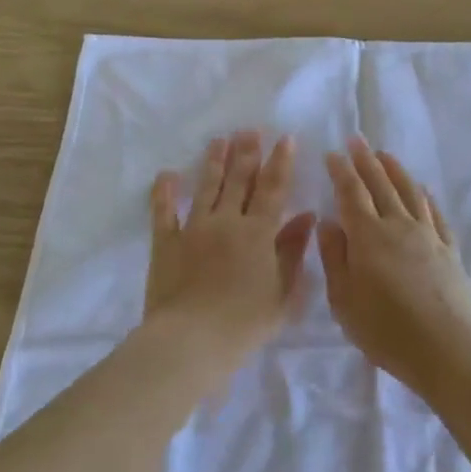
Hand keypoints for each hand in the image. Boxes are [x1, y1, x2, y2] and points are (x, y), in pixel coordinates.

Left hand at [146, 131, 315, 373]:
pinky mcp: (165, 243)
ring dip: (214, 162)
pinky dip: (164, 192)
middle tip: (250, 130)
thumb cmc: (244, 324)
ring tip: (220, 140)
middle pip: (239, 180)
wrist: (191, 341)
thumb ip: (294, 251)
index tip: (285, 139)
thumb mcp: (283, 293)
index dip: (281, 162)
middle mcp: (226, 221)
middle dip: (247, 153)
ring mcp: (193, 229)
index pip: (273, 189)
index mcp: (258, 233)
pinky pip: (163, 212)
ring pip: (206, 187)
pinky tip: (167, 174)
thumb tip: (307, 216)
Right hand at [319, 137, 470, 396]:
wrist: (446, 348)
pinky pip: (435, 213)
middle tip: (357, 140)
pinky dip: (425, 197)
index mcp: (367, 236)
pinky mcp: (449, 249)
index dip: (341, 171)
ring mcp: (427, 235)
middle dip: (366, 161)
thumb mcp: (344, 300)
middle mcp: (398, 225)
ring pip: (409, 192)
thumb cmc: (385, 329)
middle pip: (380, 184)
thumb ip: (334, 257)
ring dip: (395, 170)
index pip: (351, 193)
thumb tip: (328, 221)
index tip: (332, 153)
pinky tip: (422, 190)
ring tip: (385, 155)